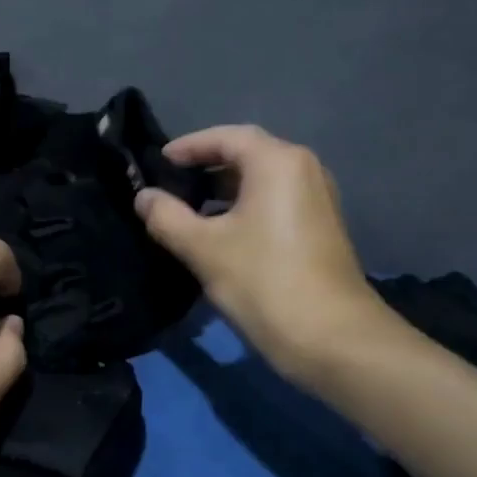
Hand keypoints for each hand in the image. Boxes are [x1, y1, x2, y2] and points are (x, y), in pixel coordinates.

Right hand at [135, 124, 388, 384]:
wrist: (333, 340)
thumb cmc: (264, 281)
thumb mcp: (203, 248)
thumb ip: (166, 216)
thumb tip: (143, 197)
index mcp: (278, 162)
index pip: (226, 137)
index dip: (189, 146)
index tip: (158, 162)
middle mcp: (304, 170)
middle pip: (247, 155)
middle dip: (206, 167)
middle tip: (169, 184)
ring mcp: (317, 199)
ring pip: (261, 181)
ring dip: (223, 191)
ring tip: (187, 210)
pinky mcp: (321, 228)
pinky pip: (275, 202)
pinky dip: (244, 207)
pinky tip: (219, 234)